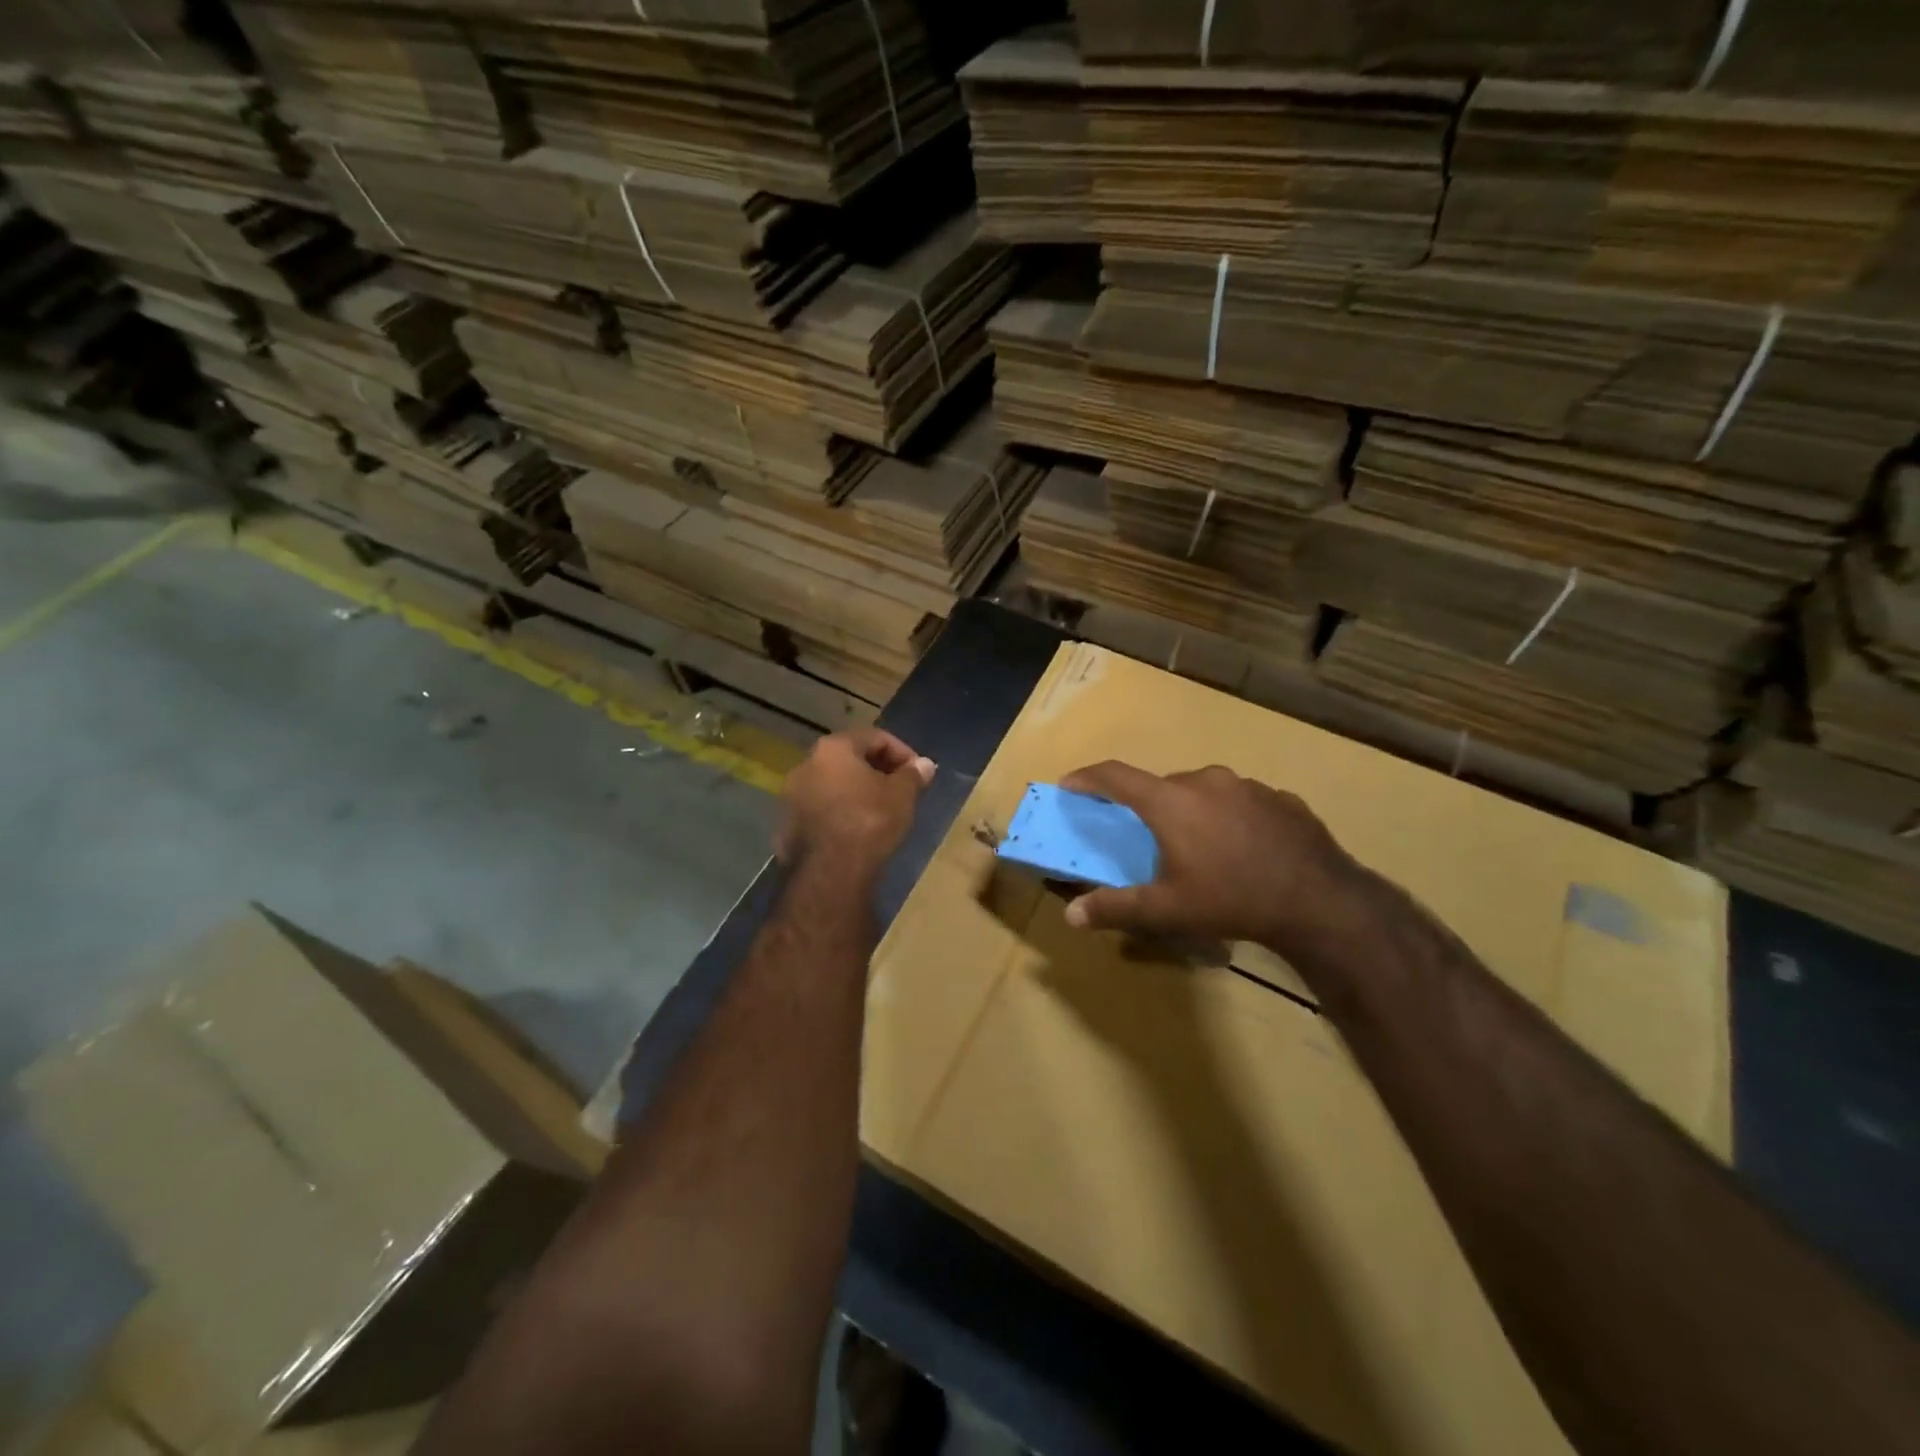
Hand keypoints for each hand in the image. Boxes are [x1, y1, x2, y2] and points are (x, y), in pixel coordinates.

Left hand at [778, 728, 935, 871]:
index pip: (875, 738)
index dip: (903, 753)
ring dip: (857, 792)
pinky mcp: (788, 825)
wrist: (830, 872)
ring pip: (833, 785)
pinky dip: (841, 812)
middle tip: (902, 790)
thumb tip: (925, 765)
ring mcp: (792, 796)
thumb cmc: (870, 821)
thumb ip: (913, 775)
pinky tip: (858, 831)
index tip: (919, 773)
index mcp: (833, 748)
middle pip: (850, 759)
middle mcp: (806, 764)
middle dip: (878, 772)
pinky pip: (821, 810)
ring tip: (881, 812)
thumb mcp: (902, 795)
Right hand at [1058, 762, 1360, 950]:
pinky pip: (1240, 801)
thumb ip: (1115, 908)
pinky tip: (1241, 848)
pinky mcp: (1280, 798)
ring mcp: (1247, 786)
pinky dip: (1229, 817)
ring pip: (1203, 791)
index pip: (1115, 776)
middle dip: (1147, 806)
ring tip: (1200, 847)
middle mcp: (1205, 781)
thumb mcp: (1167, 910)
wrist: (1319, 901)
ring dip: (1191, 810)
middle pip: (1162, 786)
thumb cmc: (1230, 900)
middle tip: (1147, 837)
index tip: (1070, 783)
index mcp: (1170, 801)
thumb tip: (1070, 916)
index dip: (1088, 778)